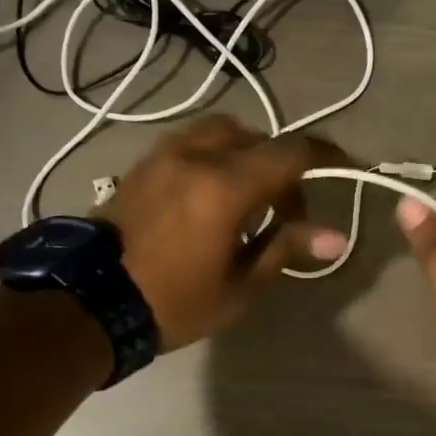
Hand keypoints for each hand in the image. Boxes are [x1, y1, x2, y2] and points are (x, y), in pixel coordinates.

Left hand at [98, 116, 348, 350]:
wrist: (91, 301)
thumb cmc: (174, 300)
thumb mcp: (239, 284)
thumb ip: (285, 248)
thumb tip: (335, 237)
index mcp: (226, 185)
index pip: (291, 153)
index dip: (325, 156)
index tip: (344, 167)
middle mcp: (197, 155)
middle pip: (258, 139)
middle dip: (282, 166)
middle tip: (285, 212)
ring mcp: (165, 154)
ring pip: (222, 134)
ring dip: (246, 156)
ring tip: (247, 200)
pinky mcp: (143, 164)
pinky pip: (192, 144)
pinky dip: (215, 157)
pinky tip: (210, 196)